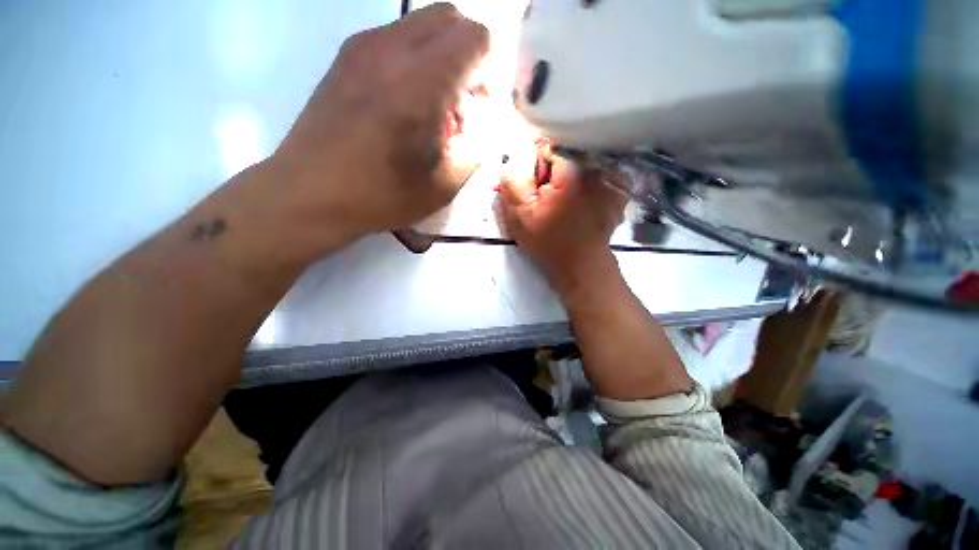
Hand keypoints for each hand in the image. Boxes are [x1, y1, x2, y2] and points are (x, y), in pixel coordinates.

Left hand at [266, 4, 489, 256]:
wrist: (310, 194)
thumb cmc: (382, 195)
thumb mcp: (444, 185)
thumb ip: (476, 148)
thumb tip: (481, 123)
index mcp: (422, 82)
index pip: (475, 37)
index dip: (487, 70)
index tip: (478, 107)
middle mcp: (391, 48)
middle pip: (449, 17)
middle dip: (467, 55)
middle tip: (460, 103)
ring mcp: (362, 47)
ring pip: (420, 25)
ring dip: (439, 57)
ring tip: (430, 108)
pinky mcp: (344, 58)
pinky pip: (394, 40)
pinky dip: (413, 61)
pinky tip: (404, 105)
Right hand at [498, 148, 626, 297]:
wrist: (581, 267)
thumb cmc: (549, 242)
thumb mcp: (520, 213)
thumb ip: (513, 180)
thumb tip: (515, 157)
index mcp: (573, 168)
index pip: (546, 147)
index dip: (535, 169)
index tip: (535, 192)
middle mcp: (597, 166)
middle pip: (565, 155)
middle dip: (551, 175)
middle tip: (547, 202)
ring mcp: (612, 178)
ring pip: (579, 166)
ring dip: (567, 181)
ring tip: (562, 207)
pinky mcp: (618, 191)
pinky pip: (595, 177)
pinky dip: (583, 186)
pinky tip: (578, 207)